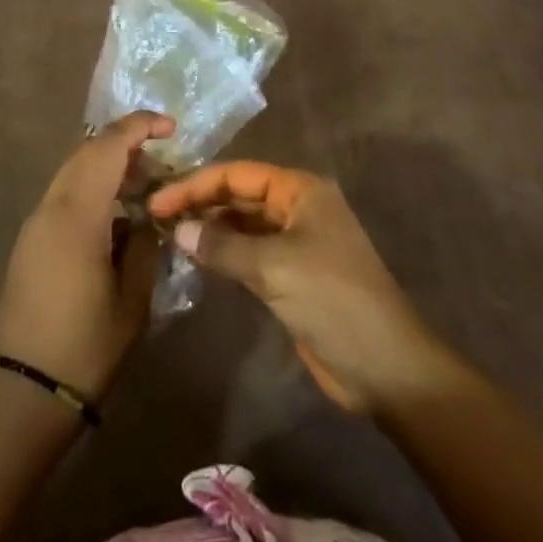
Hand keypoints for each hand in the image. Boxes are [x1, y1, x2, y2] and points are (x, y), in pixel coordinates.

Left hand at [0, 112, 171, 400]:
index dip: (139, 126)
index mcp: (77, 213)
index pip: (107, 146)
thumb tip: (147, 218)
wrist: (22, 392)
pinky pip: (64, 194)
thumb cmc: (85, 346)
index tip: (170, 127)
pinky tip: (116, 215)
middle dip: (124, 143)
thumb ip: (144, 245)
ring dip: (107, 166)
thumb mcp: (132, 298)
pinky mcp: (30, 240)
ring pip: (73, 170)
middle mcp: (51, 206)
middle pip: (87, 151)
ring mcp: (36, 223)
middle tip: (161, 158)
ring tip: (143, 186)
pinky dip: (92, 187)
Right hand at [149, 162, 454, 413]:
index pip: (238, 174)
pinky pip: (250, 252)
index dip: (196, 184)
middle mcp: (298, 207)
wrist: (386, 368)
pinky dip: (224, 252)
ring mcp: (296, 241)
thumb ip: (223, 245)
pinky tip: (198, 258)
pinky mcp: (293, 274)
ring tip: (169, 235)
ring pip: (243, 224)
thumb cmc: (333, 301)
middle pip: (240, 195)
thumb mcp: (274, 267)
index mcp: (301, 190)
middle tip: (157, 217)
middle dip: (201, 203)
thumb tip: (177, 230)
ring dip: (210, 227)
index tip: (159, 201)